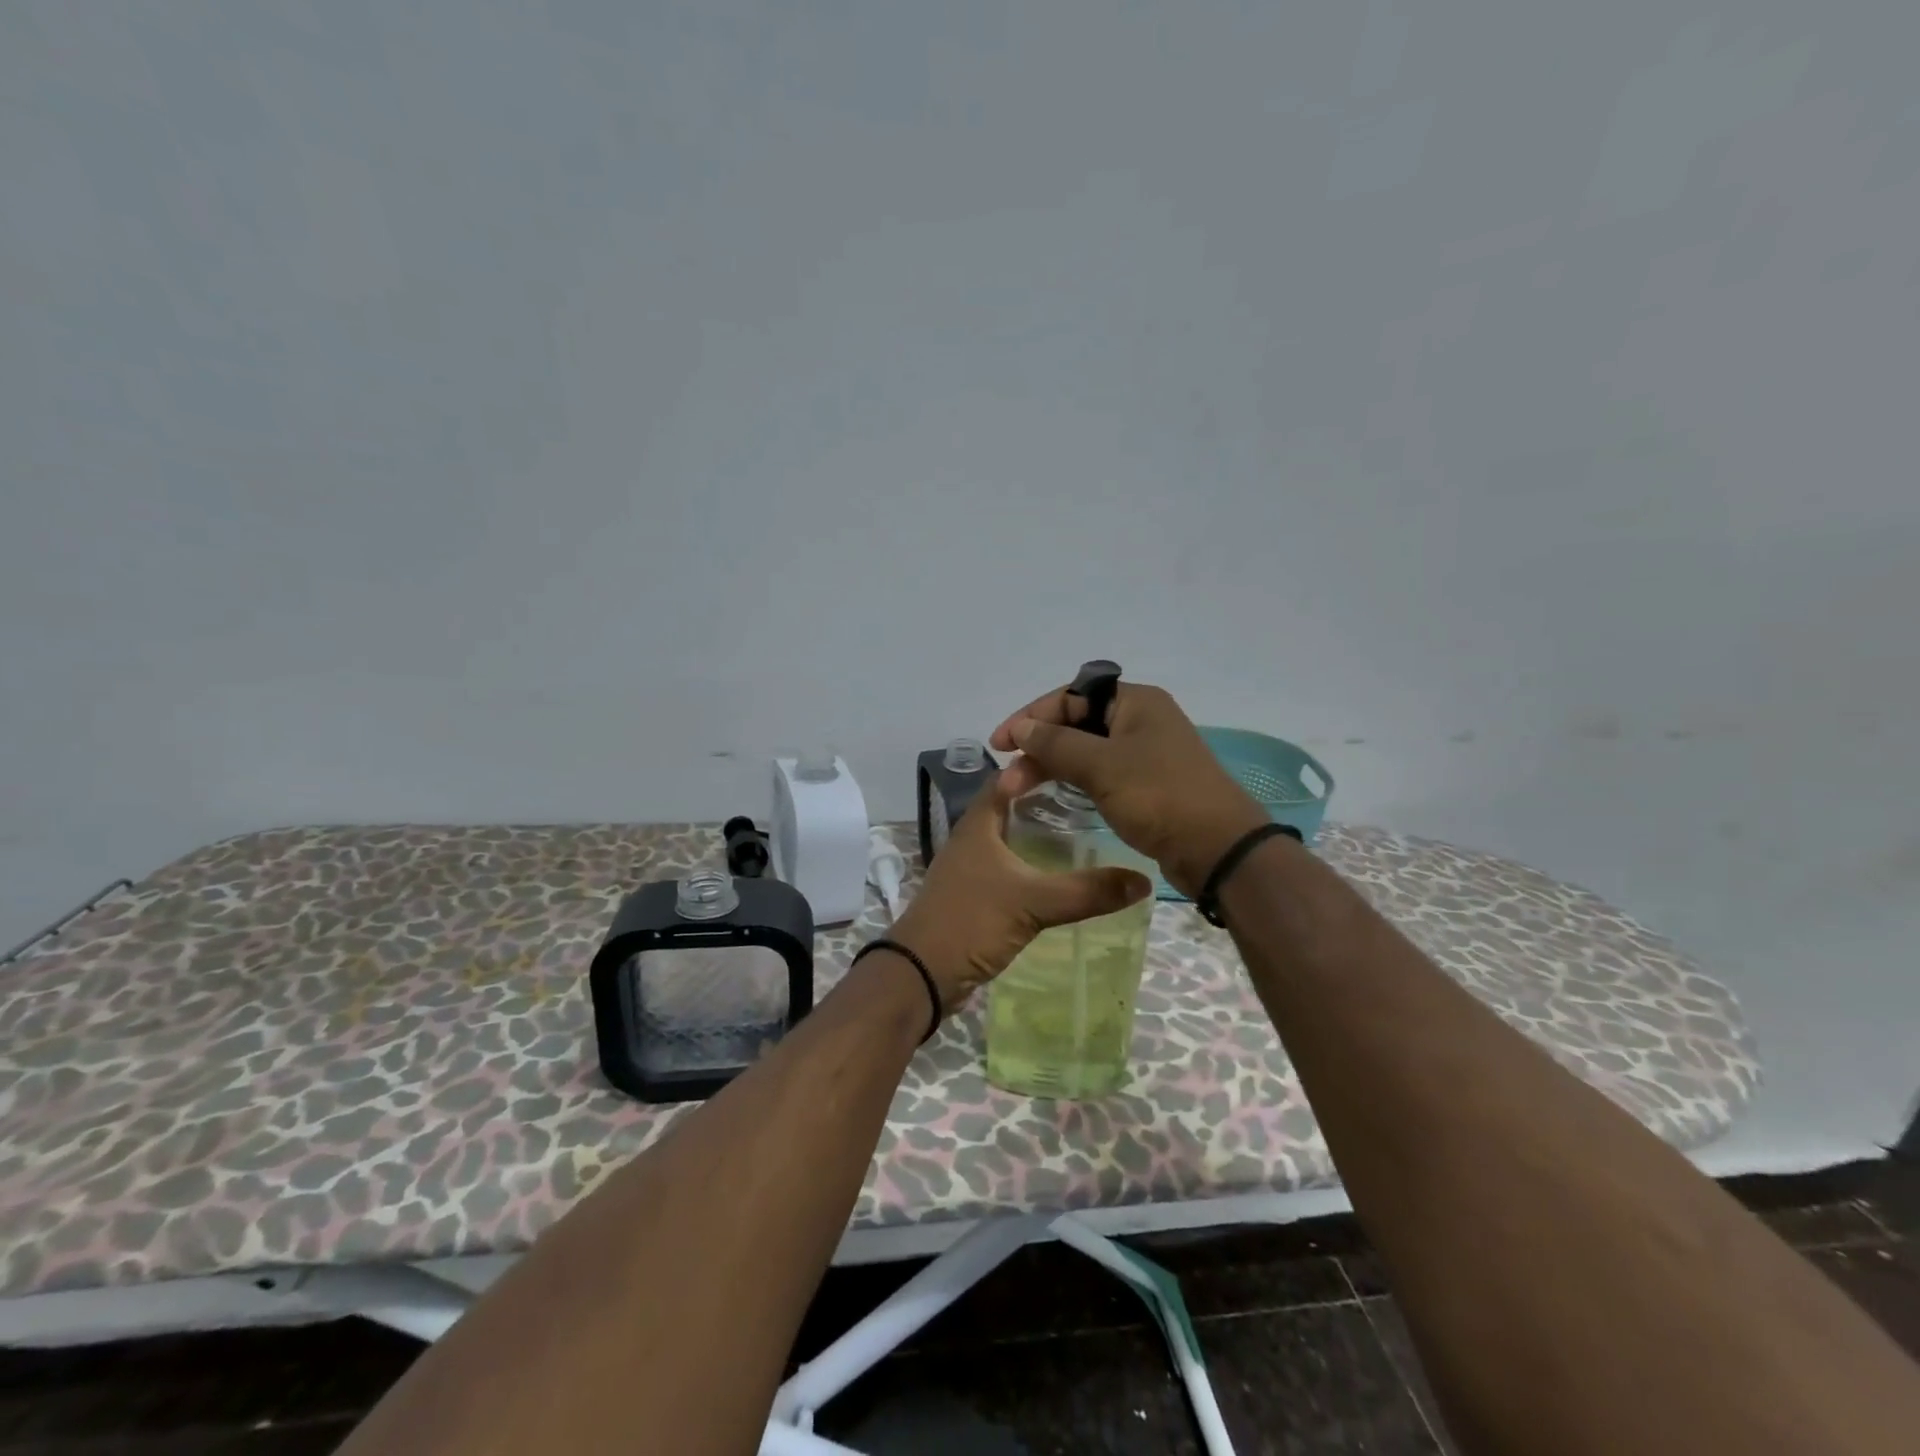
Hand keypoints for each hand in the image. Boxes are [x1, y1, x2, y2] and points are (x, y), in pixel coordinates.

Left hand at [889, 771, 1151, 1012]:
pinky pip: (1008, 869)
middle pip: (1011, 807)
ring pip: (1010, 840)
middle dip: (1047, 801)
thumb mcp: (1033, 903)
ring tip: (1084, 833)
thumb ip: (1087, 892)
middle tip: (1092, 798)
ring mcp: (970, 868)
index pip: (1009, 778)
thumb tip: (1143, 880)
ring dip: (1039, 835)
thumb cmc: (971, 922)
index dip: (1039, 766)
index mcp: (979, 824)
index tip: (1078, 762)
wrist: (922, 973)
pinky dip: (1032, 866)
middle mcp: (972, 839)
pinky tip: (1057, 877)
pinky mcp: (974, 896)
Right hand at [990, 680, 1269, 898]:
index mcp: (1135, 702)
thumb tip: (1021, 728)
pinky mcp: (1145, 784)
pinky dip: (1072, 779)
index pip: (1071, 696)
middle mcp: (1140, 720)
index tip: (1000, 744)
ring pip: (1085, 750)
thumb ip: (1056, 743)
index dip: (1031, 716)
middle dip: (1038, 746)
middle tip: (1007, 777)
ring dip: (1050, 765)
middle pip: (1076, 723)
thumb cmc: (1159, 796)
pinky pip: (1099, 772)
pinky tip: (1051, 794)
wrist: (1218, 849)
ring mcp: (1144, 753)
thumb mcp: (1102, 766)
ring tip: (1017, 789)